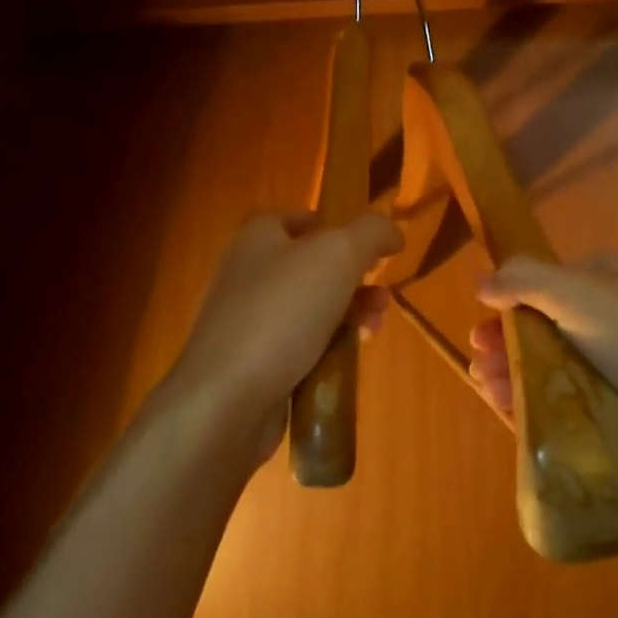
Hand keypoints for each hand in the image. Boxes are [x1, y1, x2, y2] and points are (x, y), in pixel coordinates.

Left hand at [170, 211, 402, 464]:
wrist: (226, 400)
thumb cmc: (282, 312)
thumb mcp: (338, 254)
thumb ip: (371, 231)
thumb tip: (391, 231)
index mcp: (259, 236)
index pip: (303, 217)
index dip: (340, 226)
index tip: (373, 248)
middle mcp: (248, 272)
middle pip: (314, 265)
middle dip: (356, 278)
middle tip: (383, 295)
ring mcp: (248, 319)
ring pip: (311, 307)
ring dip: (349, 313)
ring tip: (374, 328)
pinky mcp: (252, 361)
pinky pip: (300, 345)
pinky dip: (327, 348)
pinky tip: (347, 359)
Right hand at [472, 251, 617, 506]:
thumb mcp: (582, 294)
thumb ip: (527, 280)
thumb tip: (483, 281)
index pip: (555, 281)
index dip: (515, 301)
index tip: (484, 326)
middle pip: (553, 324)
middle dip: (511, 342)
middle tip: (481, 363)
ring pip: (560, 363)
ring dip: (519, 372)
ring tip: (487, 388)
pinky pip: (575, 398)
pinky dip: (542, 401)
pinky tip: (511, 409)